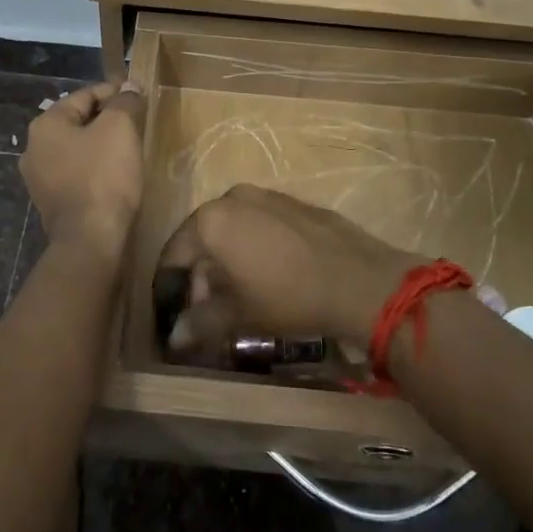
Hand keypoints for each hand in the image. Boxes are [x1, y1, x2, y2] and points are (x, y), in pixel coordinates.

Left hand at [19, 81, 146, 251]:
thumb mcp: (120, 129)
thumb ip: (125, 102)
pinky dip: (94, 167)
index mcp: (45, 124)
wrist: (90, 240)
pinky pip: (76, 173)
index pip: (84, 95)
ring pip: (76, 148)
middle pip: (78, 121)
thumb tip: (129, 86)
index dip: (114, 91)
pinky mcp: (51, 202)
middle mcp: (34, 148)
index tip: (138, 95)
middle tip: (136, 121)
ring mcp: (39, 178)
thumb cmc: (104, 176)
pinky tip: (114, 173)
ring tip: (129, 147)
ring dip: (100, 144)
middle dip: (107, 118)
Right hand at [156, 185, 420, 357]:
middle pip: (202, 237)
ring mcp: (265, 195)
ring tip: (240, 293)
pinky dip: (253, 244)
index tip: (176, 313)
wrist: (361, 280)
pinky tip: (270, 273)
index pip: (175, 253)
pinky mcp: (292, 201)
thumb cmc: (289, 297)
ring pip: (231, 227)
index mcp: (210, 221)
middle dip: (201, 273)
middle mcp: (232, 198)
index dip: (171, 286)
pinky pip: (258, 222)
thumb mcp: (240, 315)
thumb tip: (174, 336)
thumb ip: (201, 321)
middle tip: (209, 309)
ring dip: (227, 258)